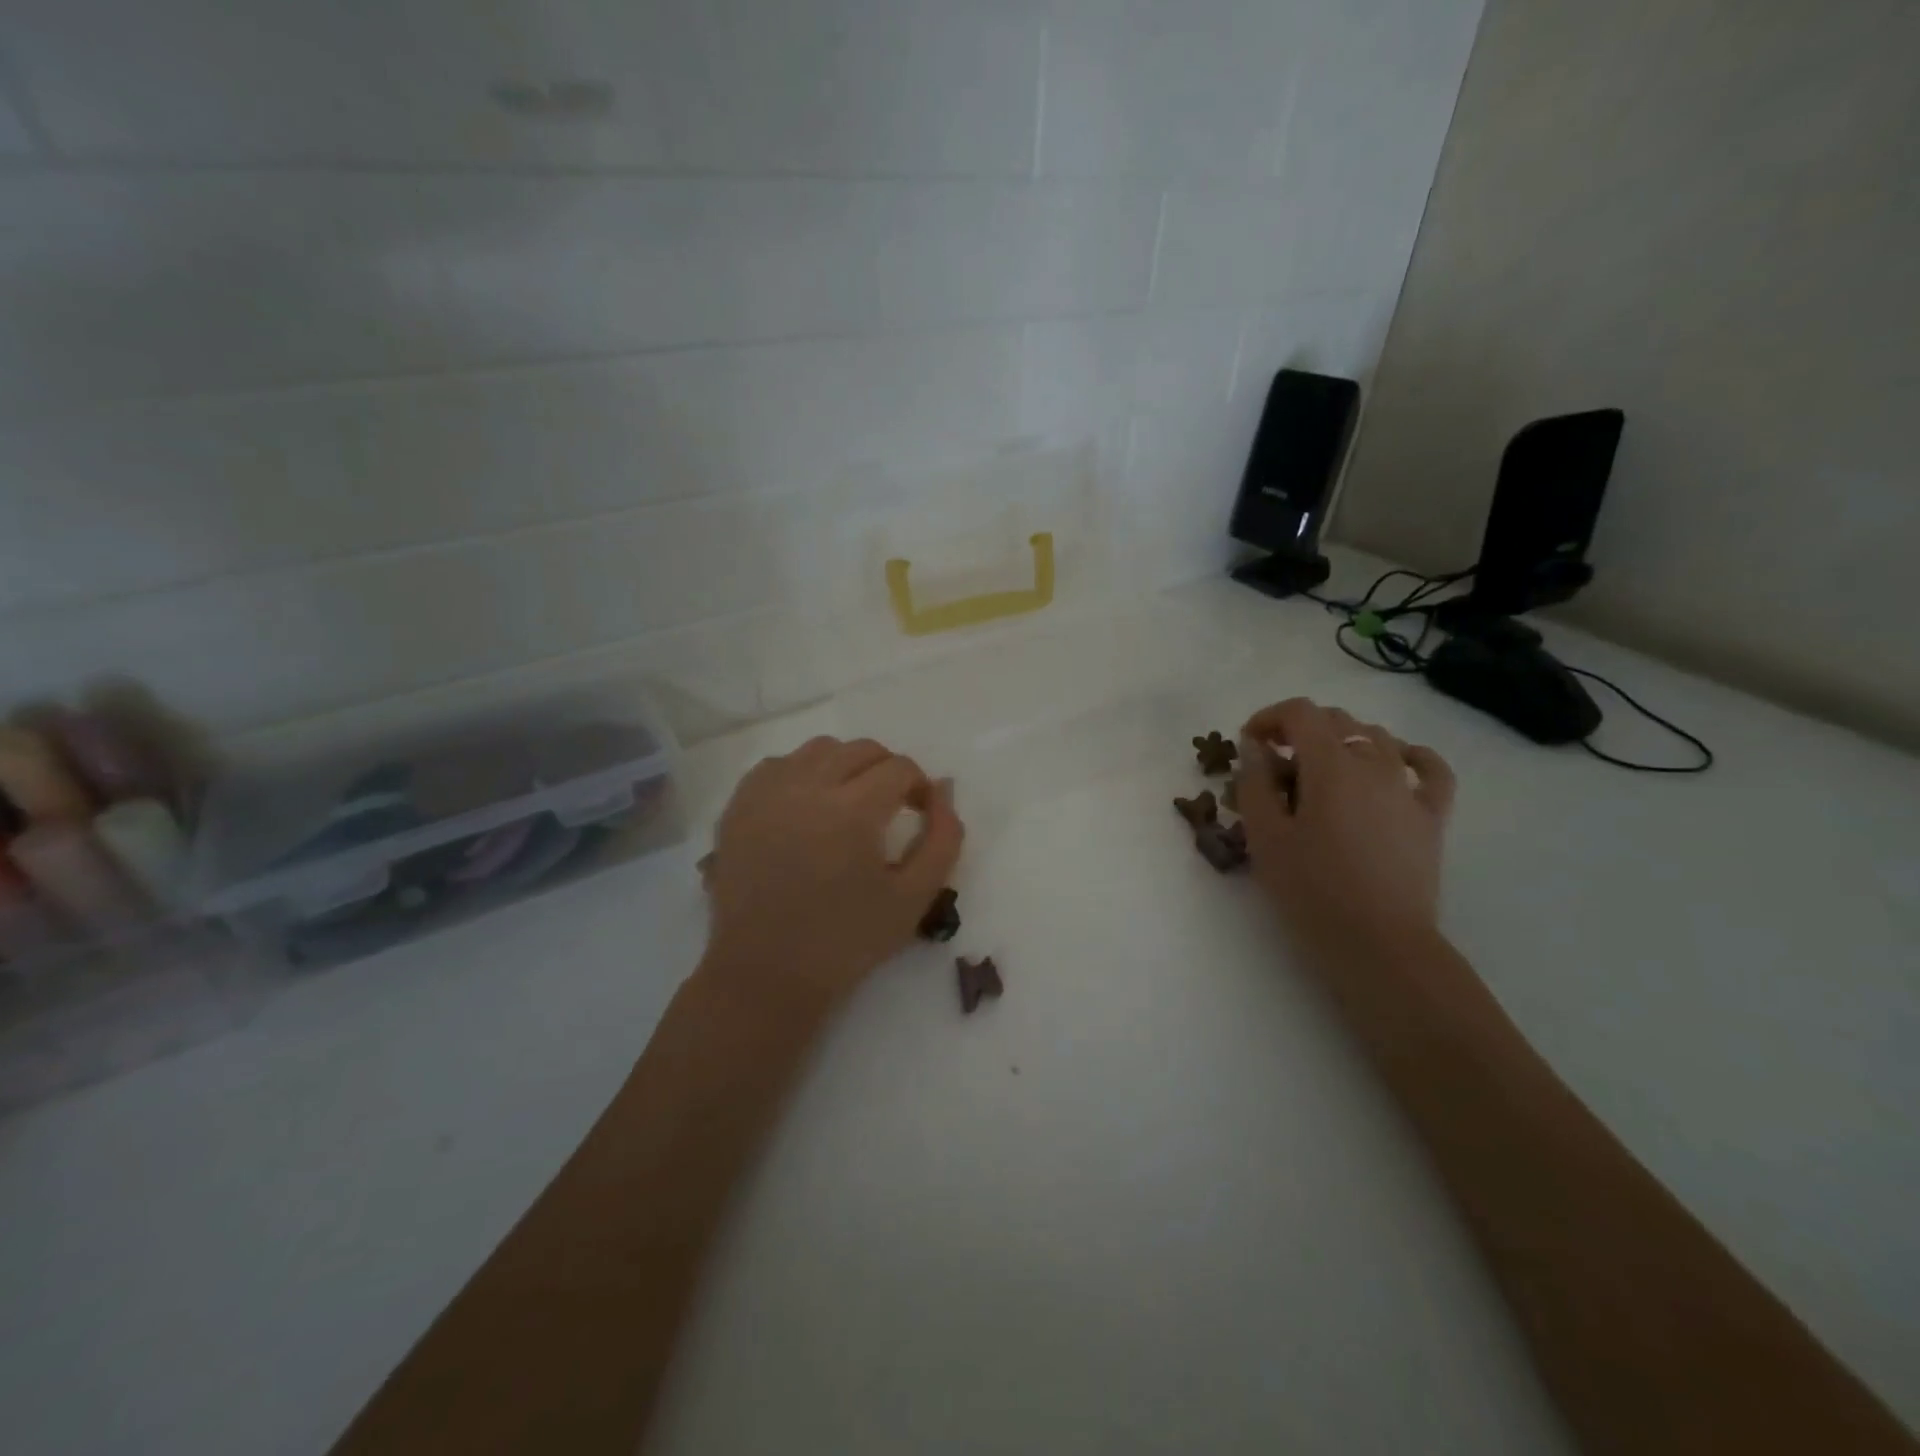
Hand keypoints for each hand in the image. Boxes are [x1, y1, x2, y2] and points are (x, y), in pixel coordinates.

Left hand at [703, 736, 963, 1010]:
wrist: (766, 975)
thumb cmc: (846, 941)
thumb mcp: (915, 897)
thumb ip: (943, 837)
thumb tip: (943, 789)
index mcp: (853, 810)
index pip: (899, 768)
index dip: (919, 786)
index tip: (920, 813)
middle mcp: (807, 787)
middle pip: (861, 749)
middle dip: (887, 770)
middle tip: (891, 807)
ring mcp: (767, 792)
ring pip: (819, 749)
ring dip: (845, 766)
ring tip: (849, 803)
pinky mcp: (739, 805)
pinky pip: (779, 765)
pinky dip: (802, 773)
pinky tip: (807, 807)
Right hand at [1233, 699, 1455, 959]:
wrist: (1379, 944)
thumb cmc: (1312, 889)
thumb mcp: (1265, 836)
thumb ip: (1254, 784)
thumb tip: (1255, 749)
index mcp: (1331, 765)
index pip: (1300, 713)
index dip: (1268, 717)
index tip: (1248, 743)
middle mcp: (1375, 763)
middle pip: (1337, 721)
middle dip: (1299, 730)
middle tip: (1274, 762)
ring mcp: (1408, 788)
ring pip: (1377, 738)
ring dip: (1342, 740)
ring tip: (1320, 770)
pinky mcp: (1431, 816)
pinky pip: (1430, 769)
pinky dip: (1410, 755)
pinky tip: (1396, 762)